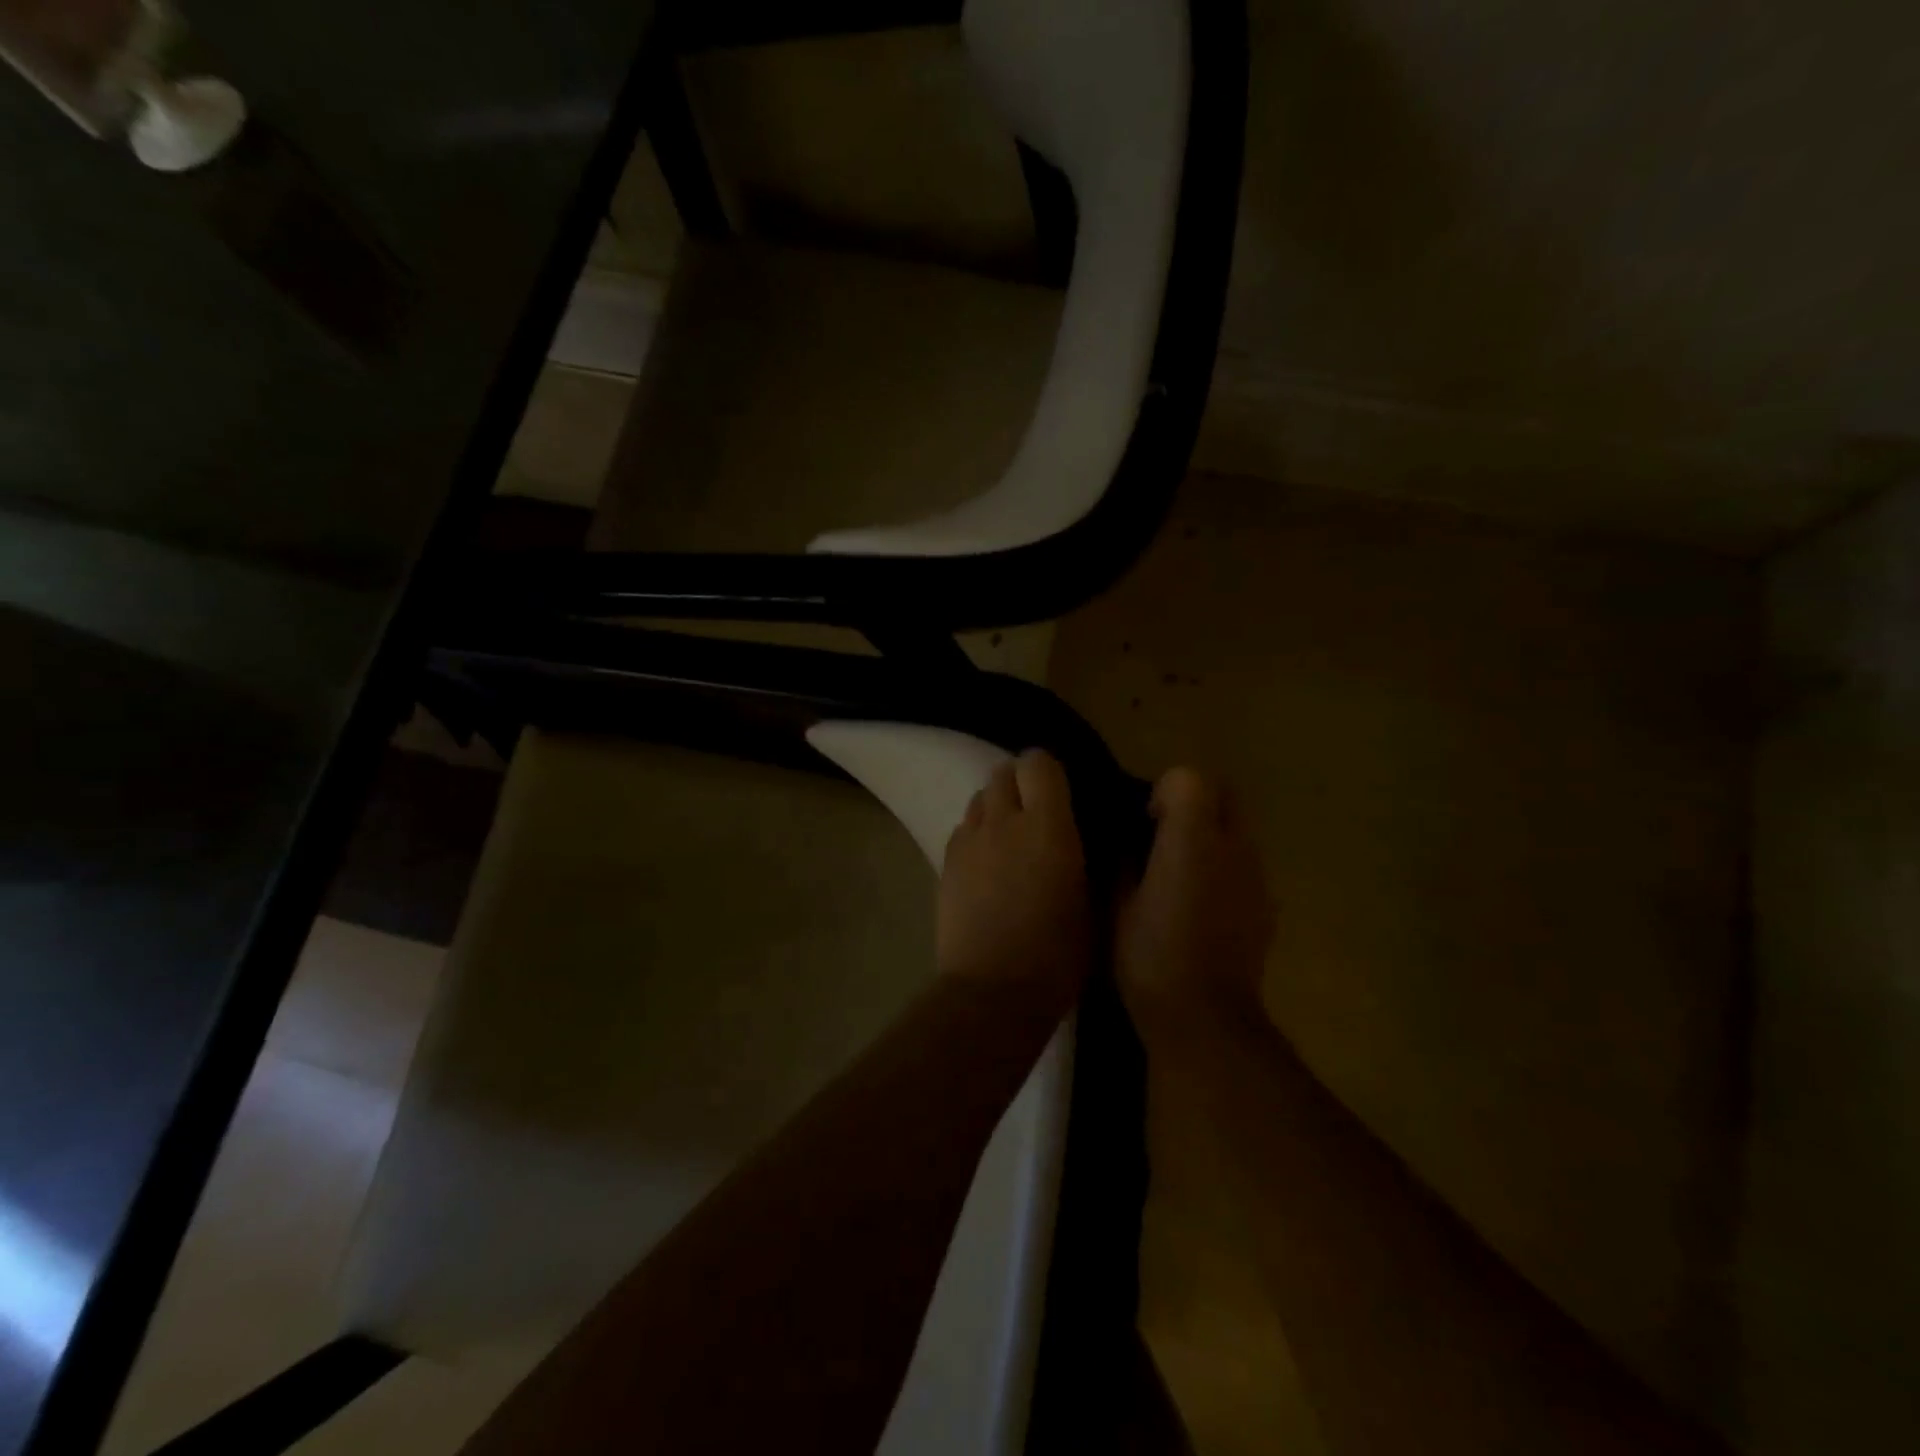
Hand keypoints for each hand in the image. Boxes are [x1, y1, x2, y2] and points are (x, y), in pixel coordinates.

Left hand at [937, 751, 1092, 1011]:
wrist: (994, 991)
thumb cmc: (1057, 954)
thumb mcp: (1090, 902)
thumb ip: (1081, 855)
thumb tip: (1077, 835)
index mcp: (1047, 826)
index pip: (1038, 763)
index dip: (1048, 771)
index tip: (1061, 791)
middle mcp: (1003, 822)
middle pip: (1001, 773)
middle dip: (1019, 783)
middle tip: (1036, 813)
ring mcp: (968, 842)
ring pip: (978, 800)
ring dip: (996, 808)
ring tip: (1009, 838)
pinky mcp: (945, 864)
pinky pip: (962, 830)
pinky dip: (975, 835)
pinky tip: (987, 864)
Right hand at [1116, 768, 1274, 1035]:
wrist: (1206, 1019)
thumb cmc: (1150, 958)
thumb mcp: (1116, 905)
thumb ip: (1123, 860)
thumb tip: (1126, 840)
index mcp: (1192, 840)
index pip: (1189, 778)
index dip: (1163, 791)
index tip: (1145, 822)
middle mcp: (1233, 848)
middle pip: (1224, 793)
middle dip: (1193, 802)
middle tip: (1162, 835)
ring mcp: (1257, 876)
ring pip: (1238, 829)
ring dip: (1210, 835)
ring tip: (1179, 872)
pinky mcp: (1268, 905)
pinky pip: (1246, 866)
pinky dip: (1225, 868)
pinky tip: (1201, 904)